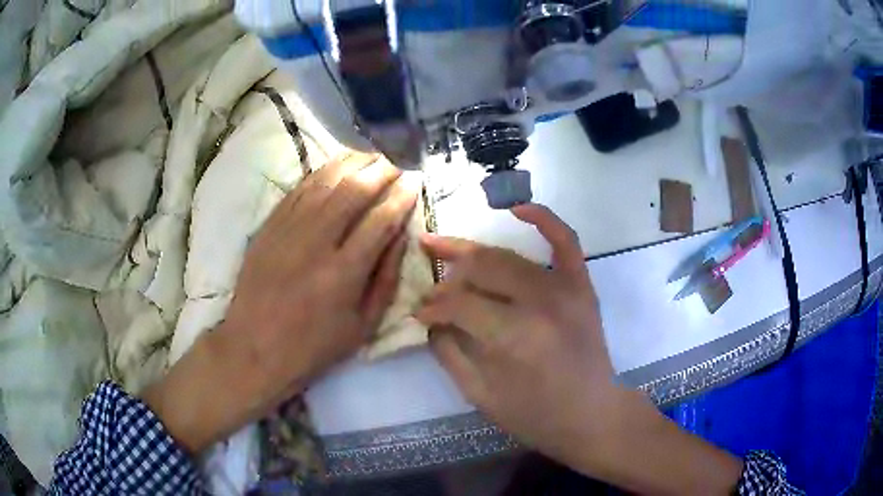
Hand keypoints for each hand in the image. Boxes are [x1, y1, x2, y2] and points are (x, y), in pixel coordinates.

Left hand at [143, 153, 418, 453]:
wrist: (254, 348)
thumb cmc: (313, 346)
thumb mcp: (362, 326)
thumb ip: (386, 278)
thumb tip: (401, 236)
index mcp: (343, 273)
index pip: (380, 219)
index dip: (401, 195)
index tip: (415, 181)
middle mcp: (315, 243)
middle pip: (353, 190)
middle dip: (380, 171)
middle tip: (395, 166)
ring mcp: (287, 230)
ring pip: (325, 181)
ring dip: (353, 163)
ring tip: (371, 157)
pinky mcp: (269, 226)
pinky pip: (299, 188)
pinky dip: (322, 172)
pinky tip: (336, 166)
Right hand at [416, 203, 616, 456]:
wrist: (591, 414)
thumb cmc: (535, 415)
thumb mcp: (479, 395)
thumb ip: (448, 353)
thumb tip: (429, 320)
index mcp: (512, 336)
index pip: (457, 303)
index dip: (431, 306)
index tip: (418, 313)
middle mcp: (539, 302)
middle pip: (480, 269)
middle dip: (447, 277)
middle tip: (432, 288)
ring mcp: (565, 288)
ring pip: (507, 255)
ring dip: (473, 254)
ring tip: (448, 252)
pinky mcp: (581, 285)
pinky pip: (565, 240)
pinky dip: (543, 218)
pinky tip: (518, 208)